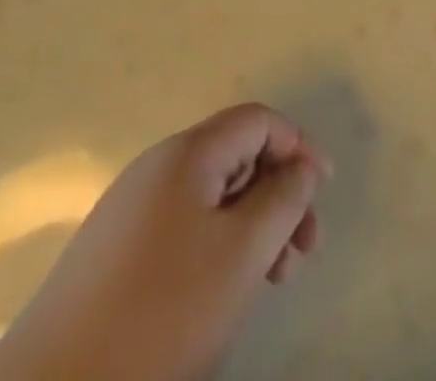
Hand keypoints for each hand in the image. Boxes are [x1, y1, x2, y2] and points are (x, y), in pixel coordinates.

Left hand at [0, 104, 326, 380]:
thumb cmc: (160, 315)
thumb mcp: (241, 254)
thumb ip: (282, 200)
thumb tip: (300, 166)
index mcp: (187, 153)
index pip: (257, 121)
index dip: (297, 147)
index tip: (323, 193)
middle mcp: (157, 167)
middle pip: (236, 156)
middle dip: (277, 195)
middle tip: (301, 254)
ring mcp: (129, 210)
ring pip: (211, 197)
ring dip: (250, 227)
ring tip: (269, 281)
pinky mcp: (111, 254)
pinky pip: (182, 228)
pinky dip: (216, 248)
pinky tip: (220, 296)